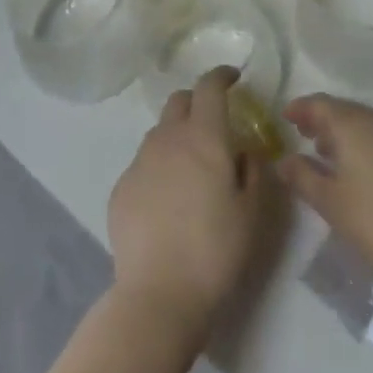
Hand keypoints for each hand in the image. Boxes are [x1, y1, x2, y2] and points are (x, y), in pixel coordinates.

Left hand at [108, 67, 271, 336]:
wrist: (158, 296)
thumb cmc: (216, 251)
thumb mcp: (252, 212)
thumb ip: (252, 170)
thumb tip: (244, 150)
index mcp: (204, 138)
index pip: (209, 87)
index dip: (221, 76)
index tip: (233, 78)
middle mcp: (168, 139)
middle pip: (179, 100)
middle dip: (198, 101)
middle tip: (214, 122)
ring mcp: (139, 161)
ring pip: (160, 131)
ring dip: (177, 134)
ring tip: (191, 166)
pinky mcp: (121, 187)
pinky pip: (144, 163)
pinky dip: (159, 166)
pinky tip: (168, 199)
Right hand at [278, 94, 372, 287]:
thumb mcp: (329, 201)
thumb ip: (302, 176)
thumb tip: (284, 160)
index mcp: (353, 123)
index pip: (320, 103)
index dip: (300, 108)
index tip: (284, 116)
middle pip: (343, 110)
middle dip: (320, 119)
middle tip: (301, 132)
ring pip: (363, 124)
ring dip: (341, 133)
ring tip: (323, 151)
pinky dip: (361, 144)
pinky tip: (355, 168)